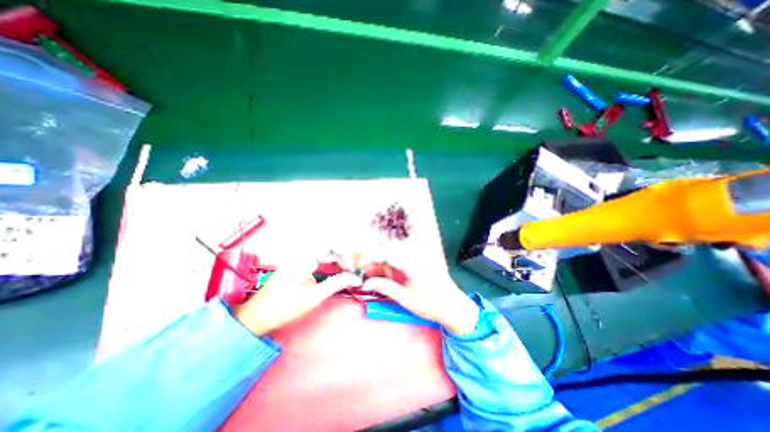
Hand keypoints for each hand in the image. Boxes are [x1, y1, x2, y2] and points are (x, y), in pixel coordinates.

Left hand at [229, 256, 362, 336]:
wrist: (255, 317)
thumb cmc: (283, 308)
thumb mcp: (313, 297)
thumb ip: (336, 283)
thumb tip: (356, 278)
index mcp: (303, 258)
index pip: (331, 245)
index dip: (345, 254)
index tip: (351, 269)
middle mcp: (300, 252)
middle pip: (328, 244)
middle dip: (342, 255)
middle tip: (350, 269)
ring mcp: (297, 256)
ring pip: (323, 248)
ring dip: (336, 256)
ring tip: (344, 269)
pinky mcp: (296, 261)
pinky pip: (317, 254)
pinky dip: (328, 259)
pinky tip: (332, 269)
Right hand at [359, 258, 479, 335]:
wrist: (454, 306)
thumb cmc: (431, 304)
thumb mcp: (406, 298)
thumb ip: (385, 287)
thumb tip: (366, 283)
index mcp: (411, 262)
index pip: (386, 252)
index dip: (370, 256)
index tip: (358, 265)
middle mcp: (413, 255)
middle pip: (388, 249)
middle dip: (373, 258)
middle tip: (363, 271)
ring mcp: (416, 257)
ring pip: (392, 253)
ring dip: (380, 261)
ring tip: (371, 274)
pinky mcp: (417, 262)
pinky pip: (399, 259)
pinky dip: (388, 264)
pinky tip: (384, 274)